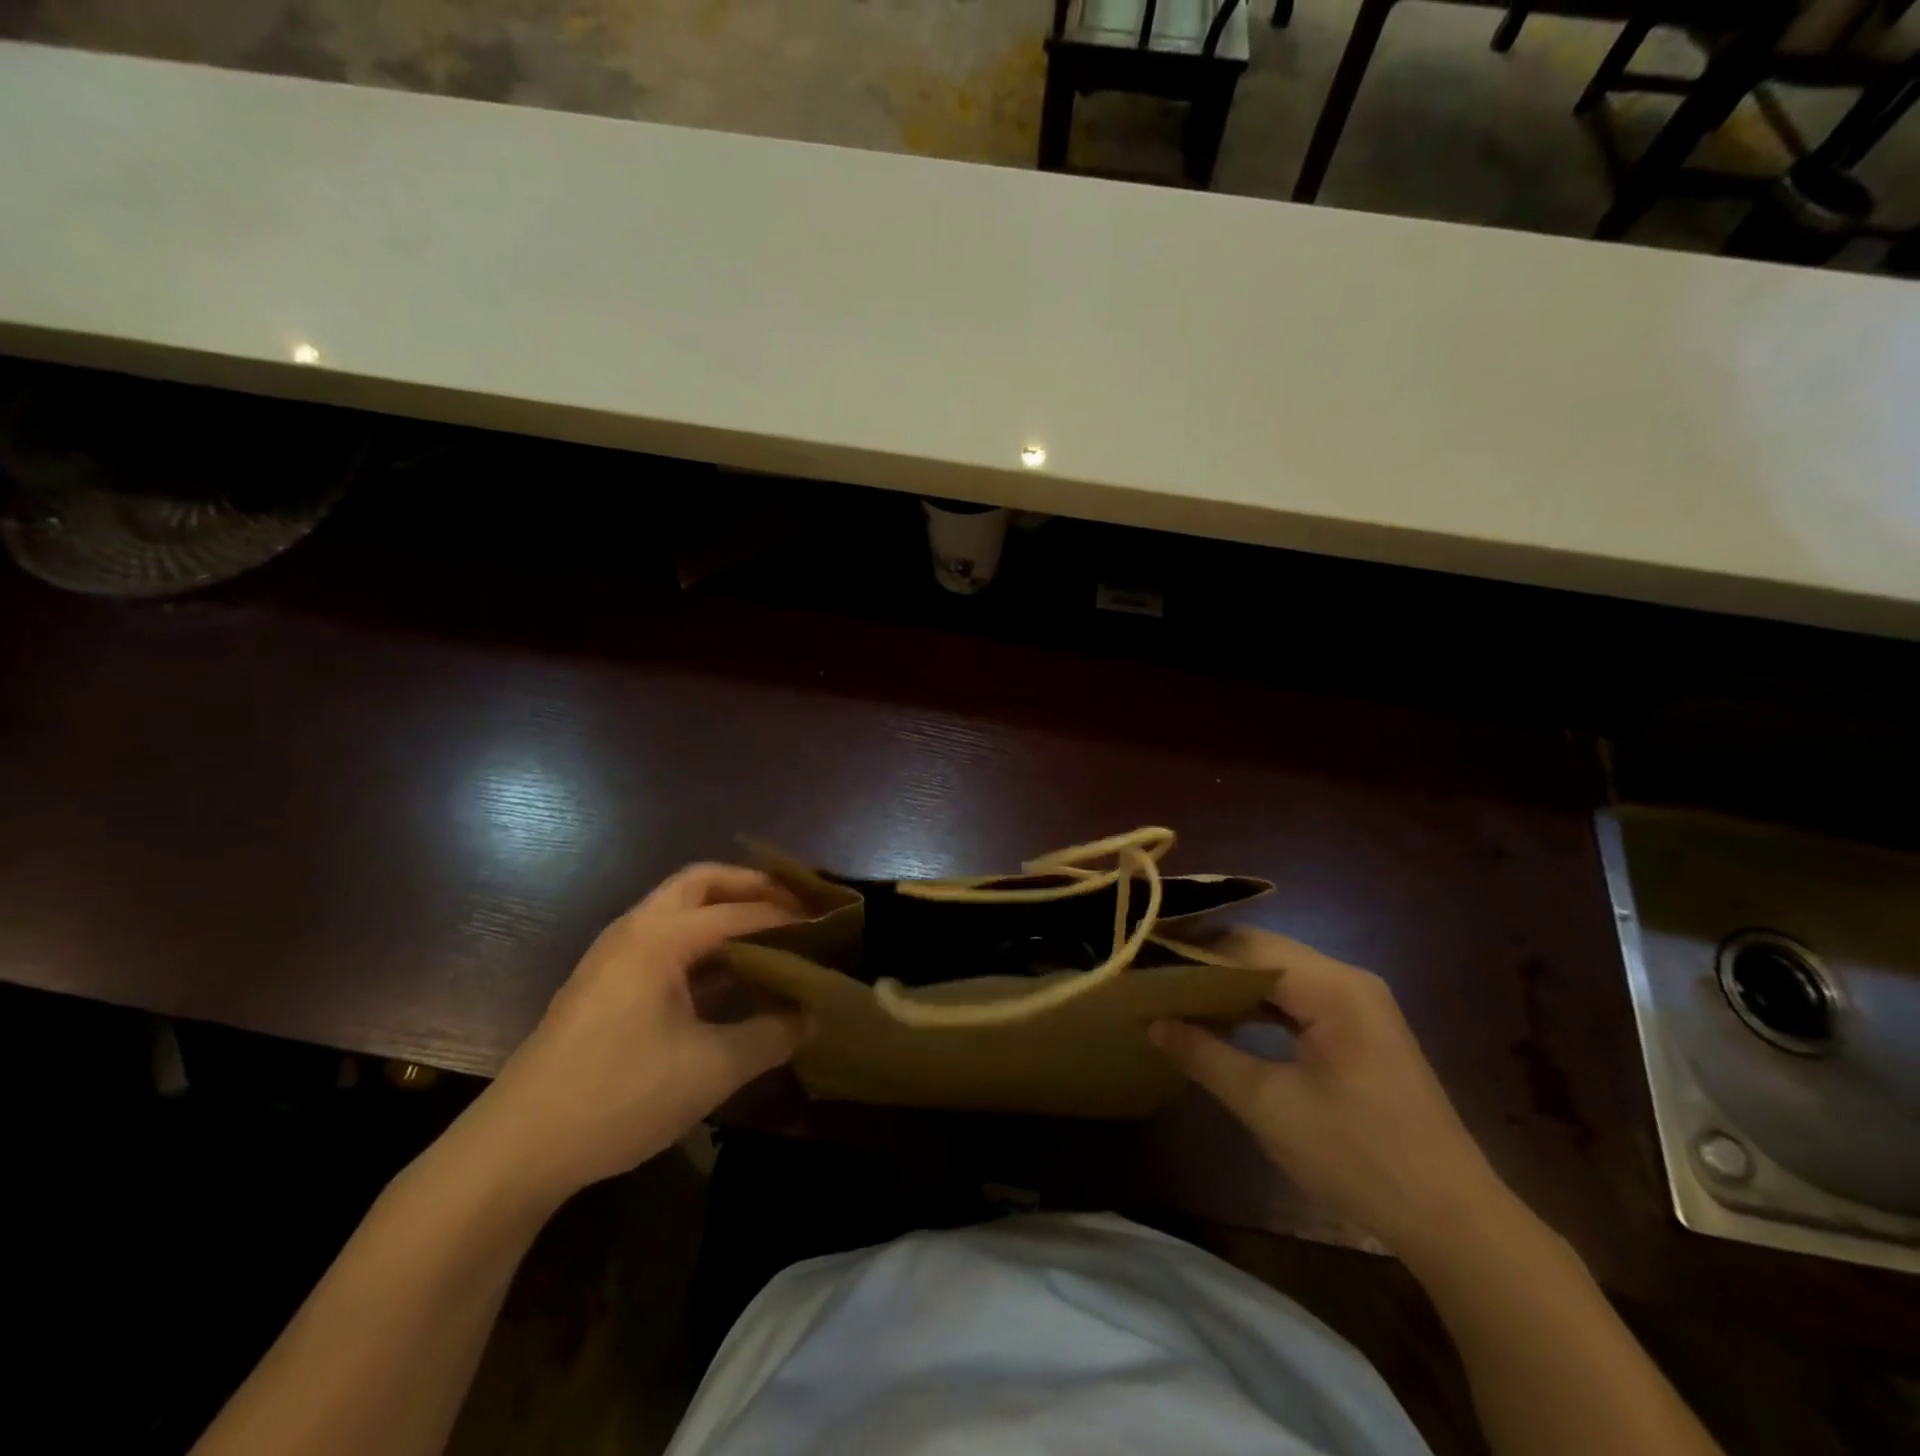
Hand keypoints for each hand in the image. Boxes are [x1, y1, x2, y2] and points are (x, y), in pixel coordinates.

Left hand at [461, 864, 809, 1206]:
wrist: (514, 1150)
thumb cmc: (618, 1097)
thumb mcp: (710, 1070)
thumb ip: (770, 1036)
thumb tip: (812, 1016)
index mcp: (660, 938)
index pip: (740, 912)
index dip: (789, 918)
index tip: (830, 927)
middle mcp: (634, 930)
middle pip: (701, 883)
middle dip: (751, 886)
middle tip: (795, 905)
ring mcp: (613, 955)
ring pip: (678, 908)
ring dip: (724, 910)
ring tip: (770, 932)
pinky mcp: (603, 984)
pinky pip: (664, 939)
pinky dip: (702, 940)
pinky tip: (727, 975)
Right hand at [1152, 929, 1506, 1262]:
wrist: (1453, 1220)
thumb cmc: (1359, 1156)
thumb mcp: (1269, 1107)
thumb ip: (1206, 1056)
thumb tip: (1152, 1024)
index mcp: (1331, 987)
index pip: (1245, 946)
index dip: (1192, 951)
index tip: (1145, 958)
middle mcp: (1348, 980)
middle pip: (1263, 951)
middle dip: (1208, 962)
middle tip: (1154, 973)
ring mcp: (1359, 1003)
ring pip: (1280, 972)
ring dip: (1232, 982)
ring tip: (1177, 991)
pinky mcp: (1360, 1028)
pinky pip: (1298, 997)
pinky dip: (1259, 1003)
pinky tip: (1225, 1017)